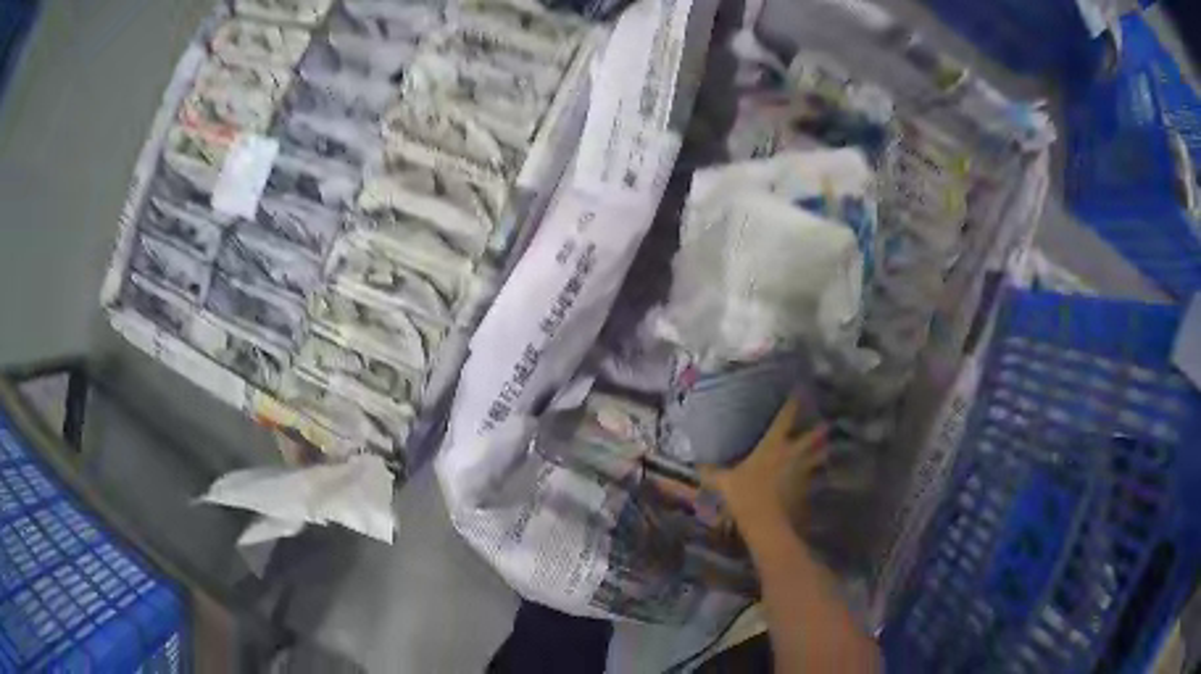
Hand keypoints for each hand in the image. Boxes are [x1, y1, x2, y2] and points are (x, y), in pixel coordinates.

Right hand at [701, 396, 827, 529]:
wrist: (768, 523)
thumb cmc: (746, 496)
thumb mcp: (725, 484)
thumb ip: (713, 474)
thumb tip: (698, 467)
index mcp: (773, 445)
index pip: (786, 418)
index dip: (793, 402)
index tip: (800, 390)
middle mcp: (793, 453)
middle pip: (813, 436)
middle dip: (819, 429)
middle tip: (824, 423)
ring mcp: (804, 471)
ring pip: (820, 455)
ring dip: (823, 451)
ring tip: (825, 447)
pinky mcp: (808, 489)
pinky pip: (816, 477)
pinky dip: (817, 475)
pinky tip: (816, 476)